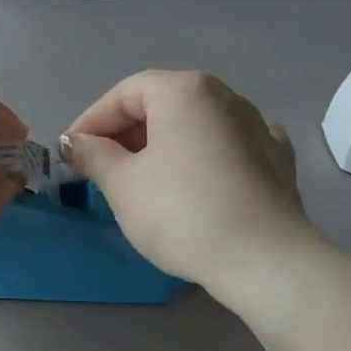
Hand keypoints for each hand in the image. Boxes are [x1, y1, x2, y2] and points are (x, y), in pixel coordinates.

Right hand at [62, 70, 310, 290]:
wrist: (266, 260)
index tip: (72, 153)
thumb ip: (94, 155)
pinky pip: (228, 146)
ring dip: (163, 145)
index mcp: (183, 90)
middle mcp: (223, 96)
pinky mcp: (278, 159)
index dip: (92, 121)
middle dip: (125, 134)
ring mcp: (257, 125)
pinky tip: (198, 177)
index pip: (124, 94)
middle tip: (100, 169)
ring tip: (142, 180)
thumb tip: (76, 142)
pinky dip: (204, 157)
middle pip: (161, 105)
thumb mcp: (123, 184)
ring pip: (195, 125)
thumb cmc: (182, 211)